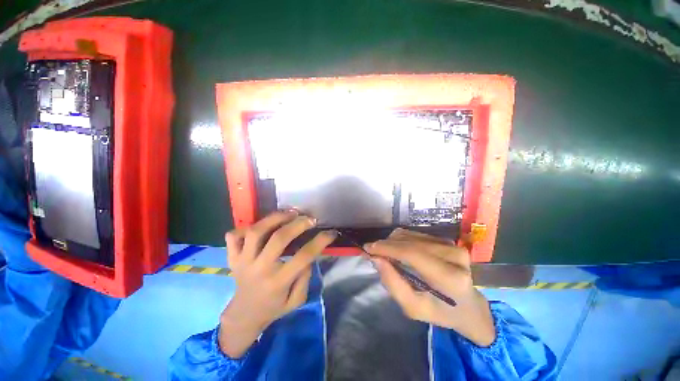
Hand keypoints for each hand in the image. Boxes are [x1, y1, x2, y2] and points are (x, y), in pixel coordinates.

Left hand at [218, 211, 336, 357]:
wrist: (243, 316)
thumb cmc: (274, 308)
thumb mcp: (297, 300)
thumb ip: (305, 277)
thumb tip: (308, 255)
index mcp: (278, 282)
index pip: (303, 256)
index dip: (320, 241)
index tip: (330, 233)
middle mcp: (259, 268)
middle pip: (278, 239)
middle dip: (298, 224)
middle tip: (310, 219)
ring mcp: (242, 261)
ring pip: (255, 232)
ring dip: (274, 218)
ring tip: (289, 213)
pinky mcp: (232, 257)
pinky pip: (233, 236)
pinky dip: (244, 227)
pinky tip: (260, 226)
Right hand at [365, 228, 494, 346]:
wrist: (469, 305)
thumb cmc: (440, 311)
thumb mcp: (413, 308)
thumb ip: (393, 284)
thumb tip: (376, 258)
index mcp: (450, 279)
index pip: (413, 254)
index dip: (388, 248)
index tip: (368, 248)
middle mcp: (455, 256)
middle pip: (410, 242)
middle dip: (387, 244)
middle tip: (372, 251)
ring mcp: (453, 245)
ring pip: (411, 235)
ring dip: (393, 242)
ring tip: (385, 253)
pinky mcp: (448, 240)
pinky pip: (416, 234)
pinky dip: (402, 240)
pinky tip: (398, 250)